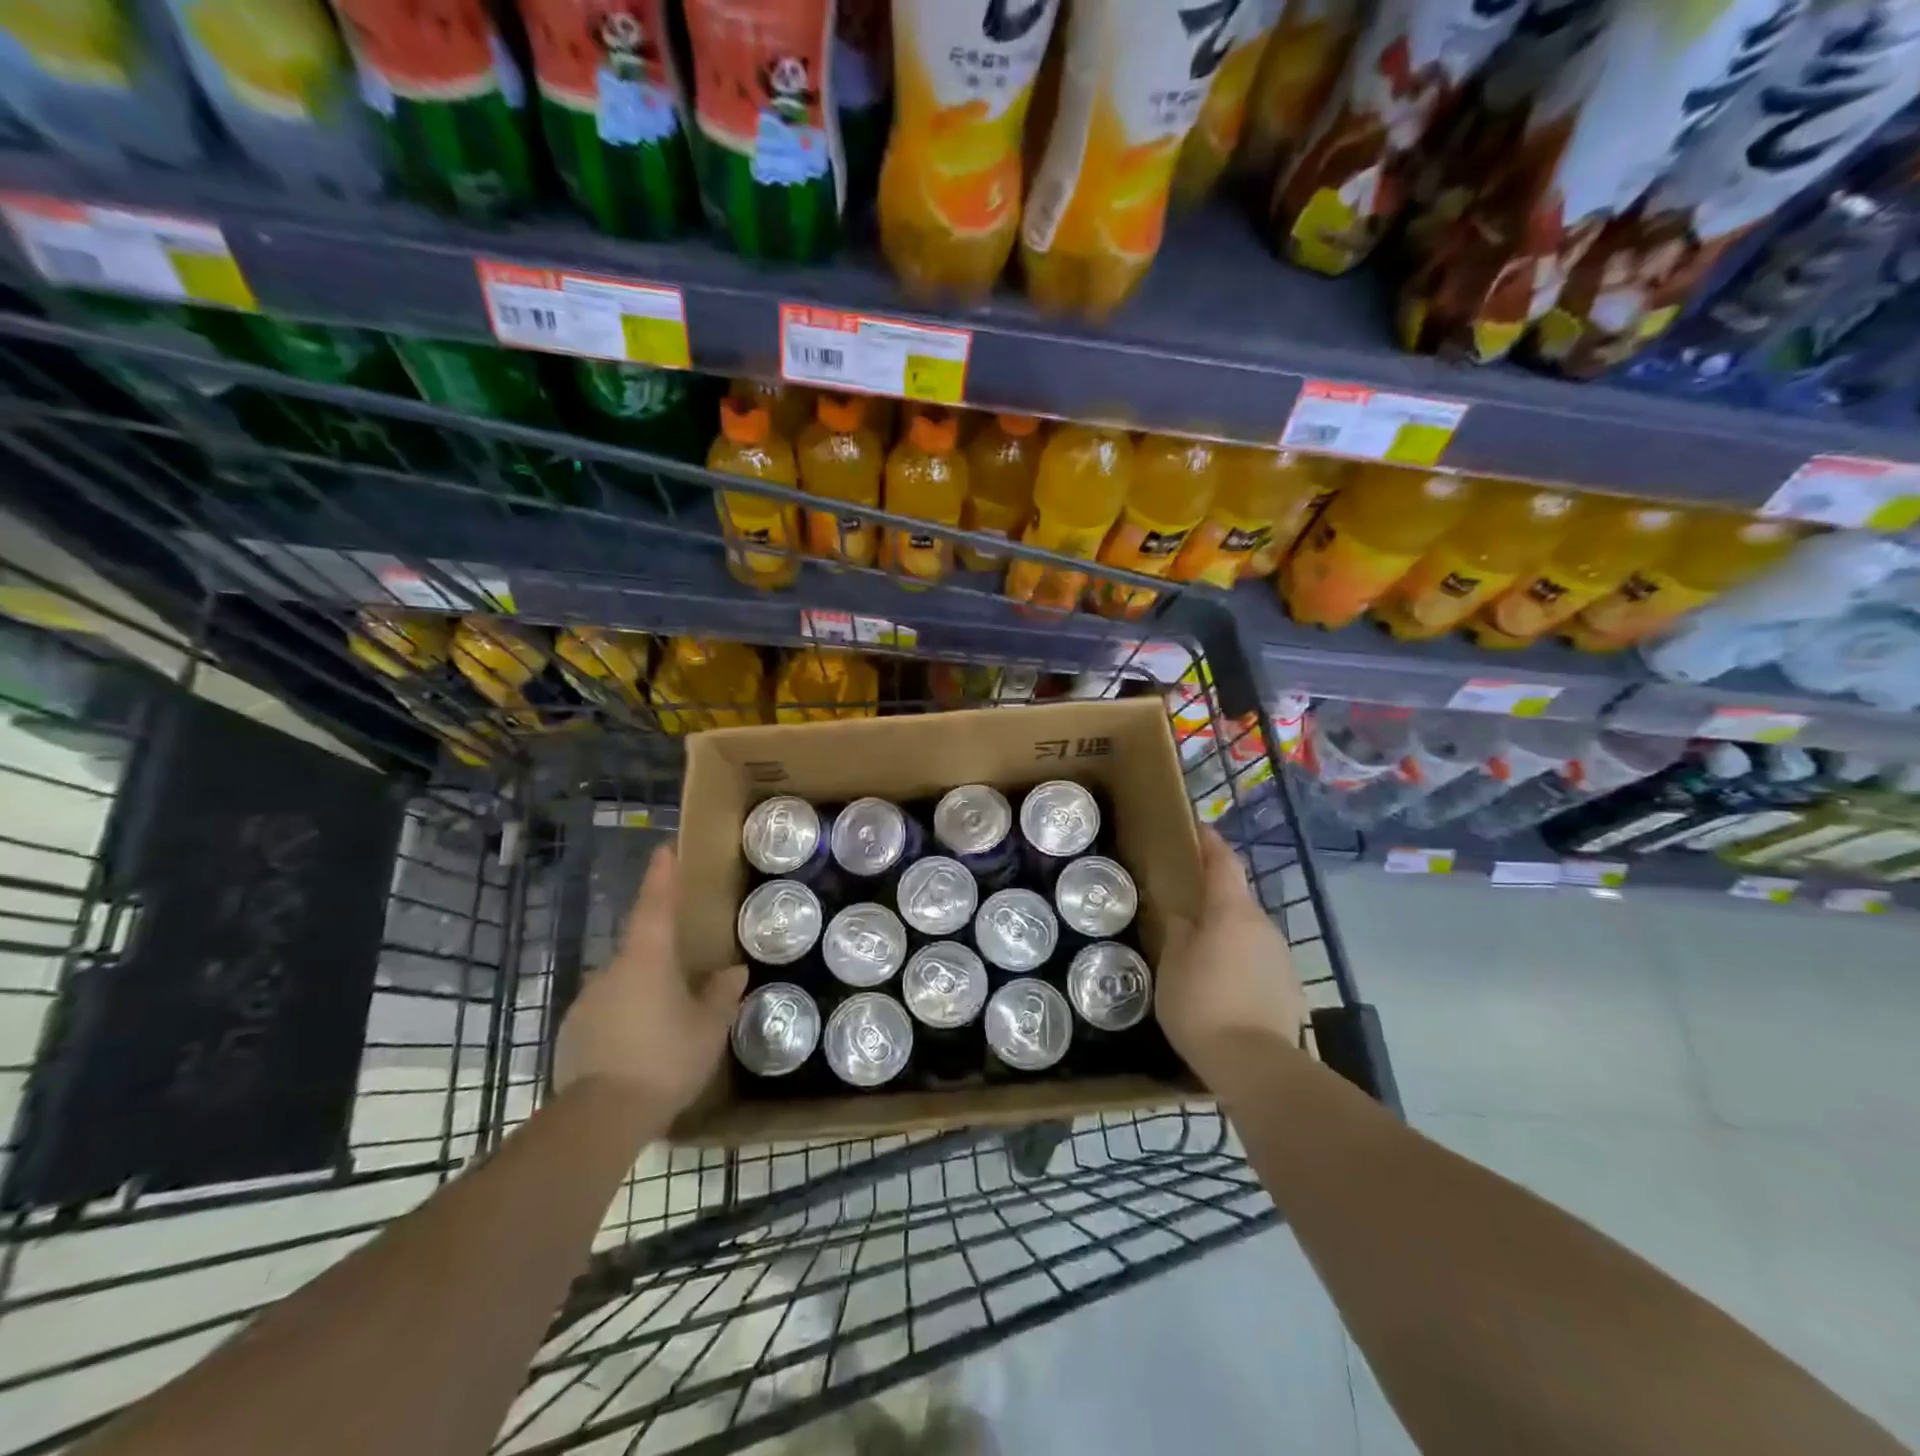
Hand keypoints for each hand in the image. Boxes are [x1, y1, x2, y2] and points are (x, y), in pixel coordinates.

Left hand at [554, 845, 747, 1116]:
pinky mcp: (573, 1033)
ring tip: (667, 1024)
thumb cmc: (665, 1059)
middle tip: (686, 977)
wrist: (600, 1118)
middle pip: (640, 949)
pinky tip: (641, 1049)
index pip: (655, 905)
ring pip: (623, 984)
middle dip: (661, 957)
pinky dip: (626, 1020)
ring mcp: (587, 1002)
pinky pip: (607, 1014)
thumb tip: (732, 971)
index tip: (664, 850)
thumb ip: (721, 995)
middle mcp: (611, 970)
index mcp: (647, 959)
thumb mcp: (708, 1028)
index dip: (661, 876)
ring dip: (644, 993)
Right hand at [1155, 826, 1307, 1078]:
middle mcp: (1263, 926)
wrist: (1254, 1063)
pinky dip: (1240, 962)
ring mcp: (1281, 957)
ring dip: (1226, 933)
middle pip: (1237, 899)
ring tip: (1200, 951)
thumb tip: (1183, 915)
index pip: (1224, 862)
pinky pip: (1258, 961)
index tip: (1198, 829)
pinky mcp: (1289, 988)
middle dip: (1214, 897)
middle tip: (1185, 905)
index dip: (1210, 843)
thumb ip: (1178, 931)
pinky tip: (1222, 985)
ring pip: (1248, 932)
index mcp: (1232, 911)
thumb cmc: (1202, 1002)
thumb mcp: (1173, 963)